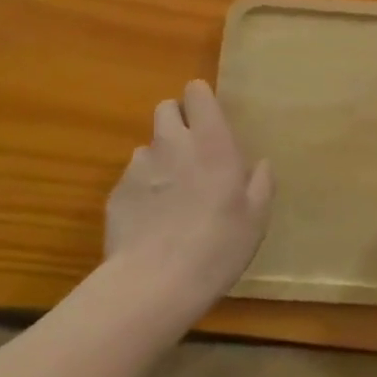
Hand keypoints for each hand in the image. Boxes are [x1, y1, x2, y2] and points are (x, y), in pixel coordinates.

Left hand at [104, 79, 273, 321]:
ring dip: (160, 160)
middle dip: (177, 122)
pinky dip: (142, 191)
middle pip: (166, 109)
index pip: (196, 92)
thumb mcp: (256, 218)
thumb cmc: (217, 245)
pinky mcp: (116, 193)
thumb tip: (260, 165)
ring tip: (171, 196)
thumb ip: (260, 183)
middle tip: (192, 153)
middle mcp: (171, 143)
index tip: (210, 119)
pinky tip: (151, 222)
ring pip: (148, 147)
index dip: (201, 101)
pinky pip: (132, 180)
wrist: (154, 284)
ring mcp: (139, 166)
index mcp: (210, 141)